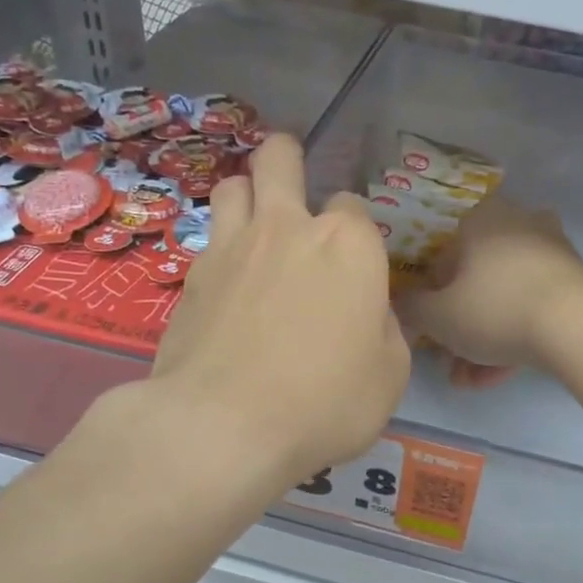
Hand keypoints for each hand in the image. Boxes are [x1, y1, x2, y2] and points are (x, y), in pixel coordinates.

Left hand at [146, 136, 409, 487]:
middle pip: (280, 158)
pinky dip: (222, 245)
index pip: (354, 204)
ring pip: (233, 185)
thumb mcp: (390, 374)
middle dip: (288, 157)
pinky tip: (229, 278)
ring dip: (248, 193)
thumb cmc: (325, 401)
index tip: (354, 261)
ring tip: (255, 221)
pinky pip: (209, 238)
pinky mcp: (192, 277)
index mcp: (348, 245)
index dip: (356, 228)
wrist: (223, 426)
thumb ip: (385, 329)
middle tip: (292, 179)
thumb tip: (368, 313)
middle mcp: (288, 229)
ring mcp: (232, 247)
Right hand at [396, 195, 582, 383]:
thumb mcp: (438, 316)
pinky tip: (502, 373)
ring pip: (505, 297)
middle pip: (476, 281)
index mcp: (479, 219)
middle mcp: (516, 223)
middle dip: (461, 327)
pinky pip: (532, 305)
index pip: (440, 261)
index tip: (431, 334)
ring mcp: (550, 250)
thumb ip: (411, 308)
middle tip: (452, 364)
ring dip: (485, 339)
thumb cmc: (494, 309)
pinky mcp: (574, 278)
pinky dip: (516, 334)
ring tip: (474, 380)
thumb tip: (401, 302)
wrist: (576, 326)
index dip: (430, 302)